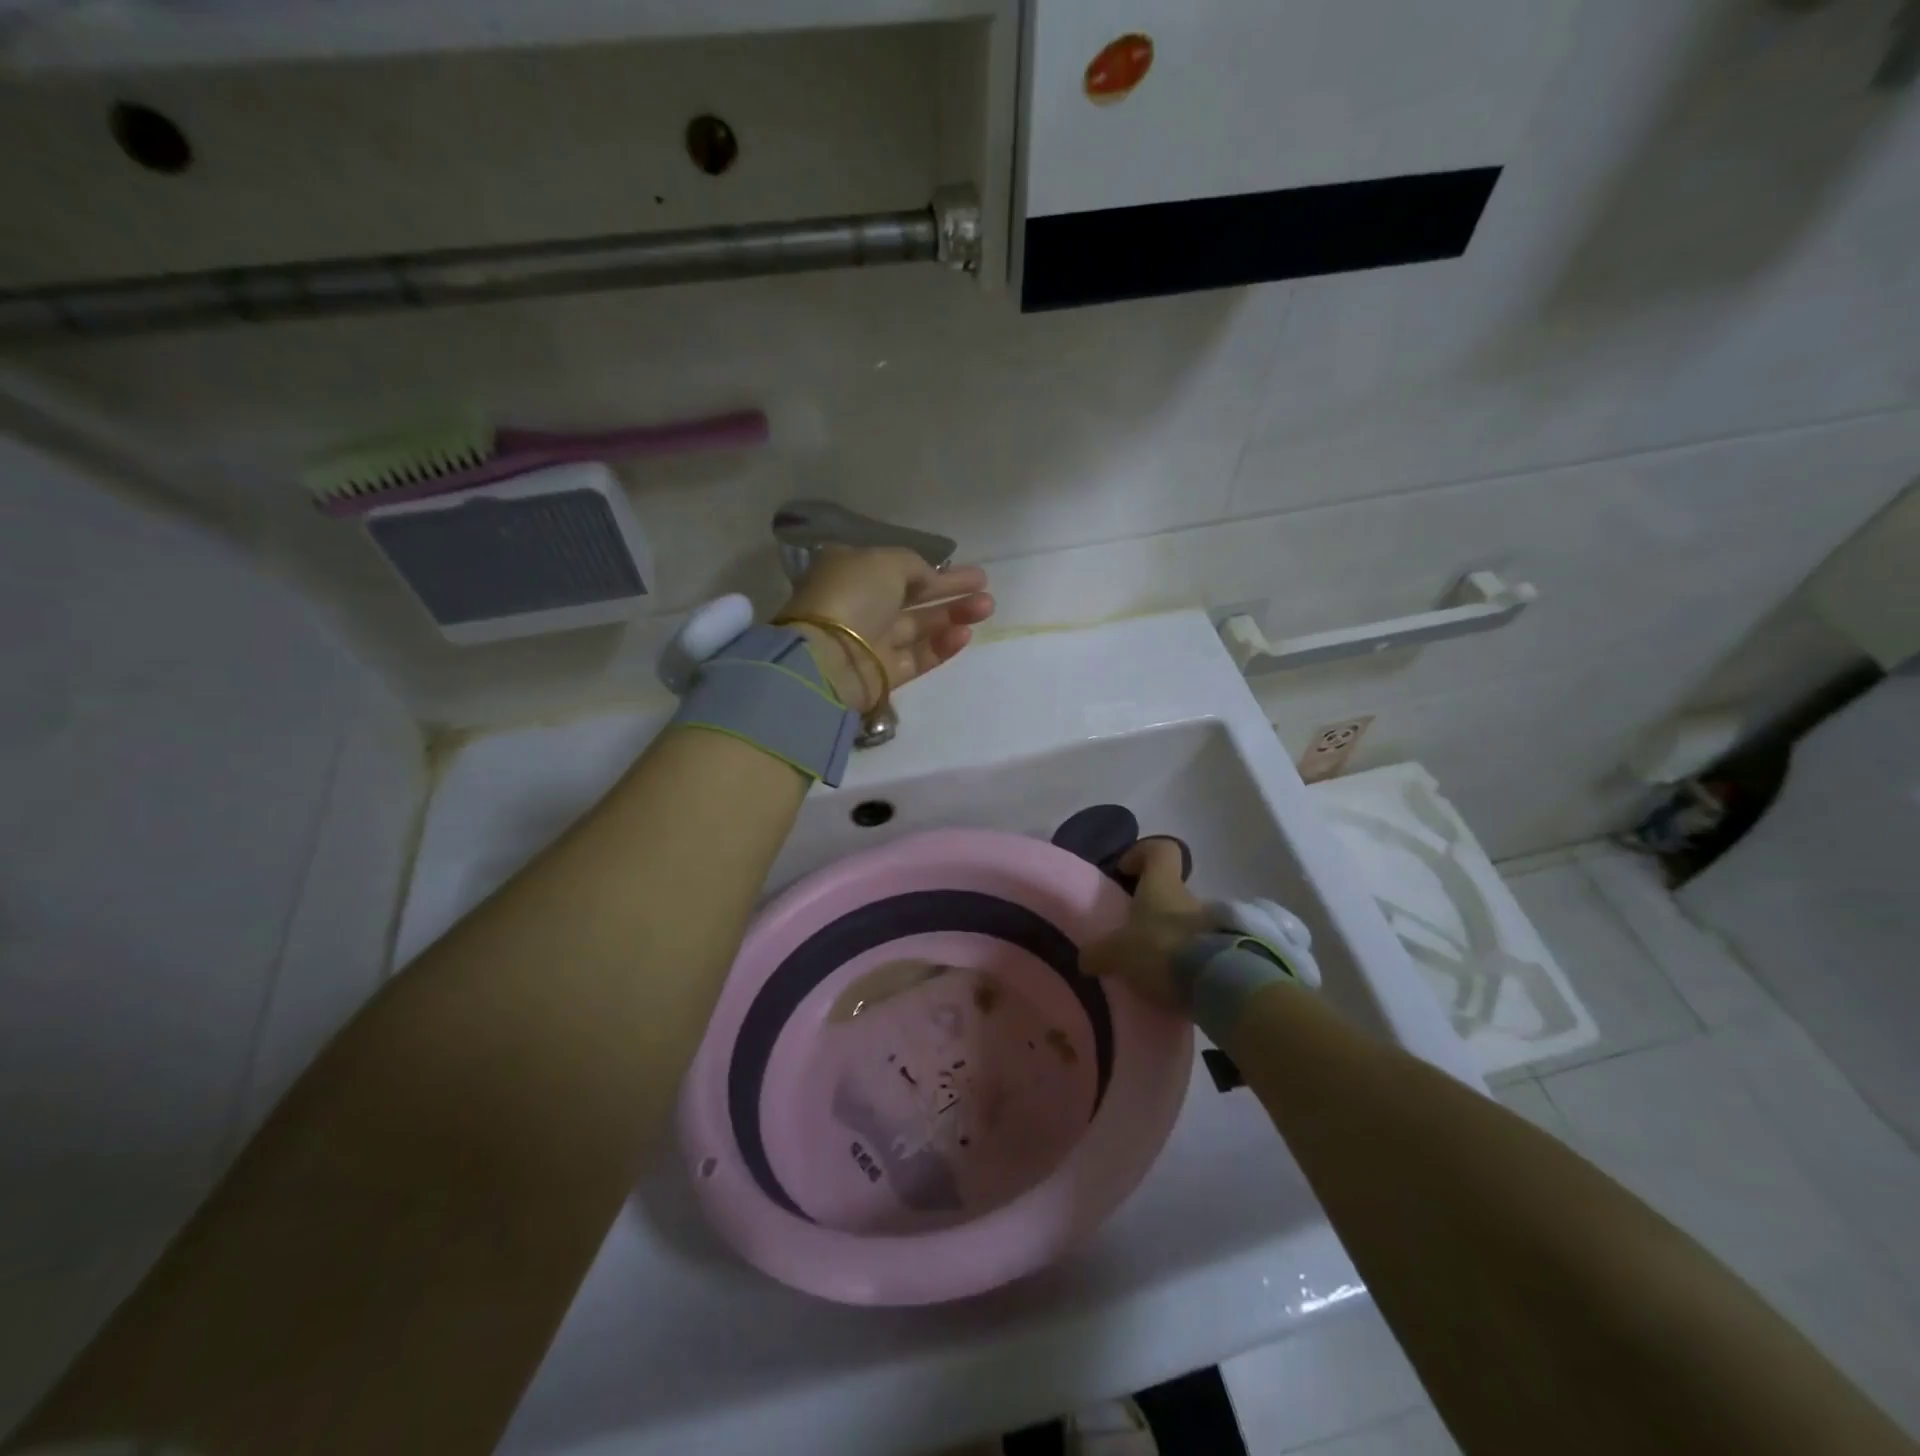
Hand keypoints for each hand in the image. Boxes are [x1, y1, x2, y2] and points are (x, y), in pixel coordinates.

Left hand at [779, 547, 993, 713]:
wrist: (830, 657)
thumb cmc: (853, 596)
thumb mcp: (885, 561)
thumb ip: (913, 565)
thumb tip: (928, 577)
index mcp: (853, 574)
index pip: (897, 570)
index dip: (931, 569)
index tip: (962, 569)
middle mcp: (862, 606)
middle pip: (914, 598)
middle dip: (950, 591)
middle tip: (985, 586)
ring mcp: (874, 642)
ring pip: (920, 627)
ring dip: (954, 615)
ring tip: (987, 607)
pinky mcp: (886, 673)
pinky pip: (919, 656)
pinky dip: (943, 645)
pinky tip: (966, 634)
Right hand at [1082, 838, 1211, 1010]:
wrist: (1216, 983)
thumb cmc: (1161, 949)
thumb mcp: (1118, 952)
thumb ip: (1100, 952)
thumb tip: (1086, 958)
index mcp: (1162, 884)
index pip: (1161, 849)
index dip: (1142, 853)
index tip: (1125, 871)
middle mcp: (1188, 897)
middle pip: (1169, 890)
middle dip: (1150, 908)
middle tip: (1130, 933)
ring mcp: (1211, 925)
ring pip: (1183, 922)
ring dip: (1167, 937)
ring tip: (1148, 965)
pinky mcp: (1224, 954)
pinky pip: (1197, 950)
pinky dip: (1182, 961)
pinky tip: (1166, 982)